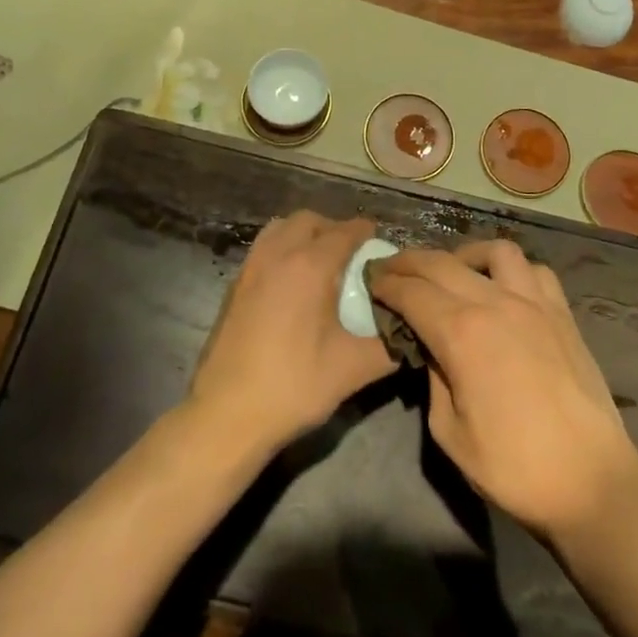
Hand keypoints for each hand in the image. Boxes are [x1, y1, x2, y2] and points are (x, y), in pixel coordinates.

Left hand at [187, 211, 395, 455]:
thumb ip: (390, 345)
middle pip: (309, 221)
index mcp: (309, 266)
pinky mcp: (234, 286)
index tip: (380, 241)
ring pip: (280, 229)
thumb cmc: (293, 386)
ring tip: (321, 262)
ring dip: (304, 234)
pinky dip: (282, 249)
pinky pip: (263, 248)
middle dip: (333, 228)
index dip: (365, 232)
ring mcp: (250, 268)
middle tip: (352, 254)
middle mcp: (277, 255)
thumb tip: (411, 331)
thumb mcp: (353, 369)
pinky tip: (291, 283)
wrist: (226, 415)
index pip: (344, 232)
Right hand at [369, 241, 637, 538]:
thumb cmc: (514, 467)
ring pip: (494, 251)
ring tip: (452, 271)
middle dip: (409, 261)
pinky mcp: (562, 313)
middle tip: (391, 268)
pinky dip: (512, 270)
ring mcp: (534, 303)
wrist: (592, 482)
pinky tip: (503, 287)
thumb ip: (433, 379)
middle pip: (442, 263)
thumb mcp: (450, 433)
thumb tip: (431, 348)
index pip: (411, 292)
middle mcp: (495, 303)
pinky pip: (534, 270)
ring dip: (464, 255)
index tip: (370, 280)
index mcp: (461, 333)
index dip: (386, 283)